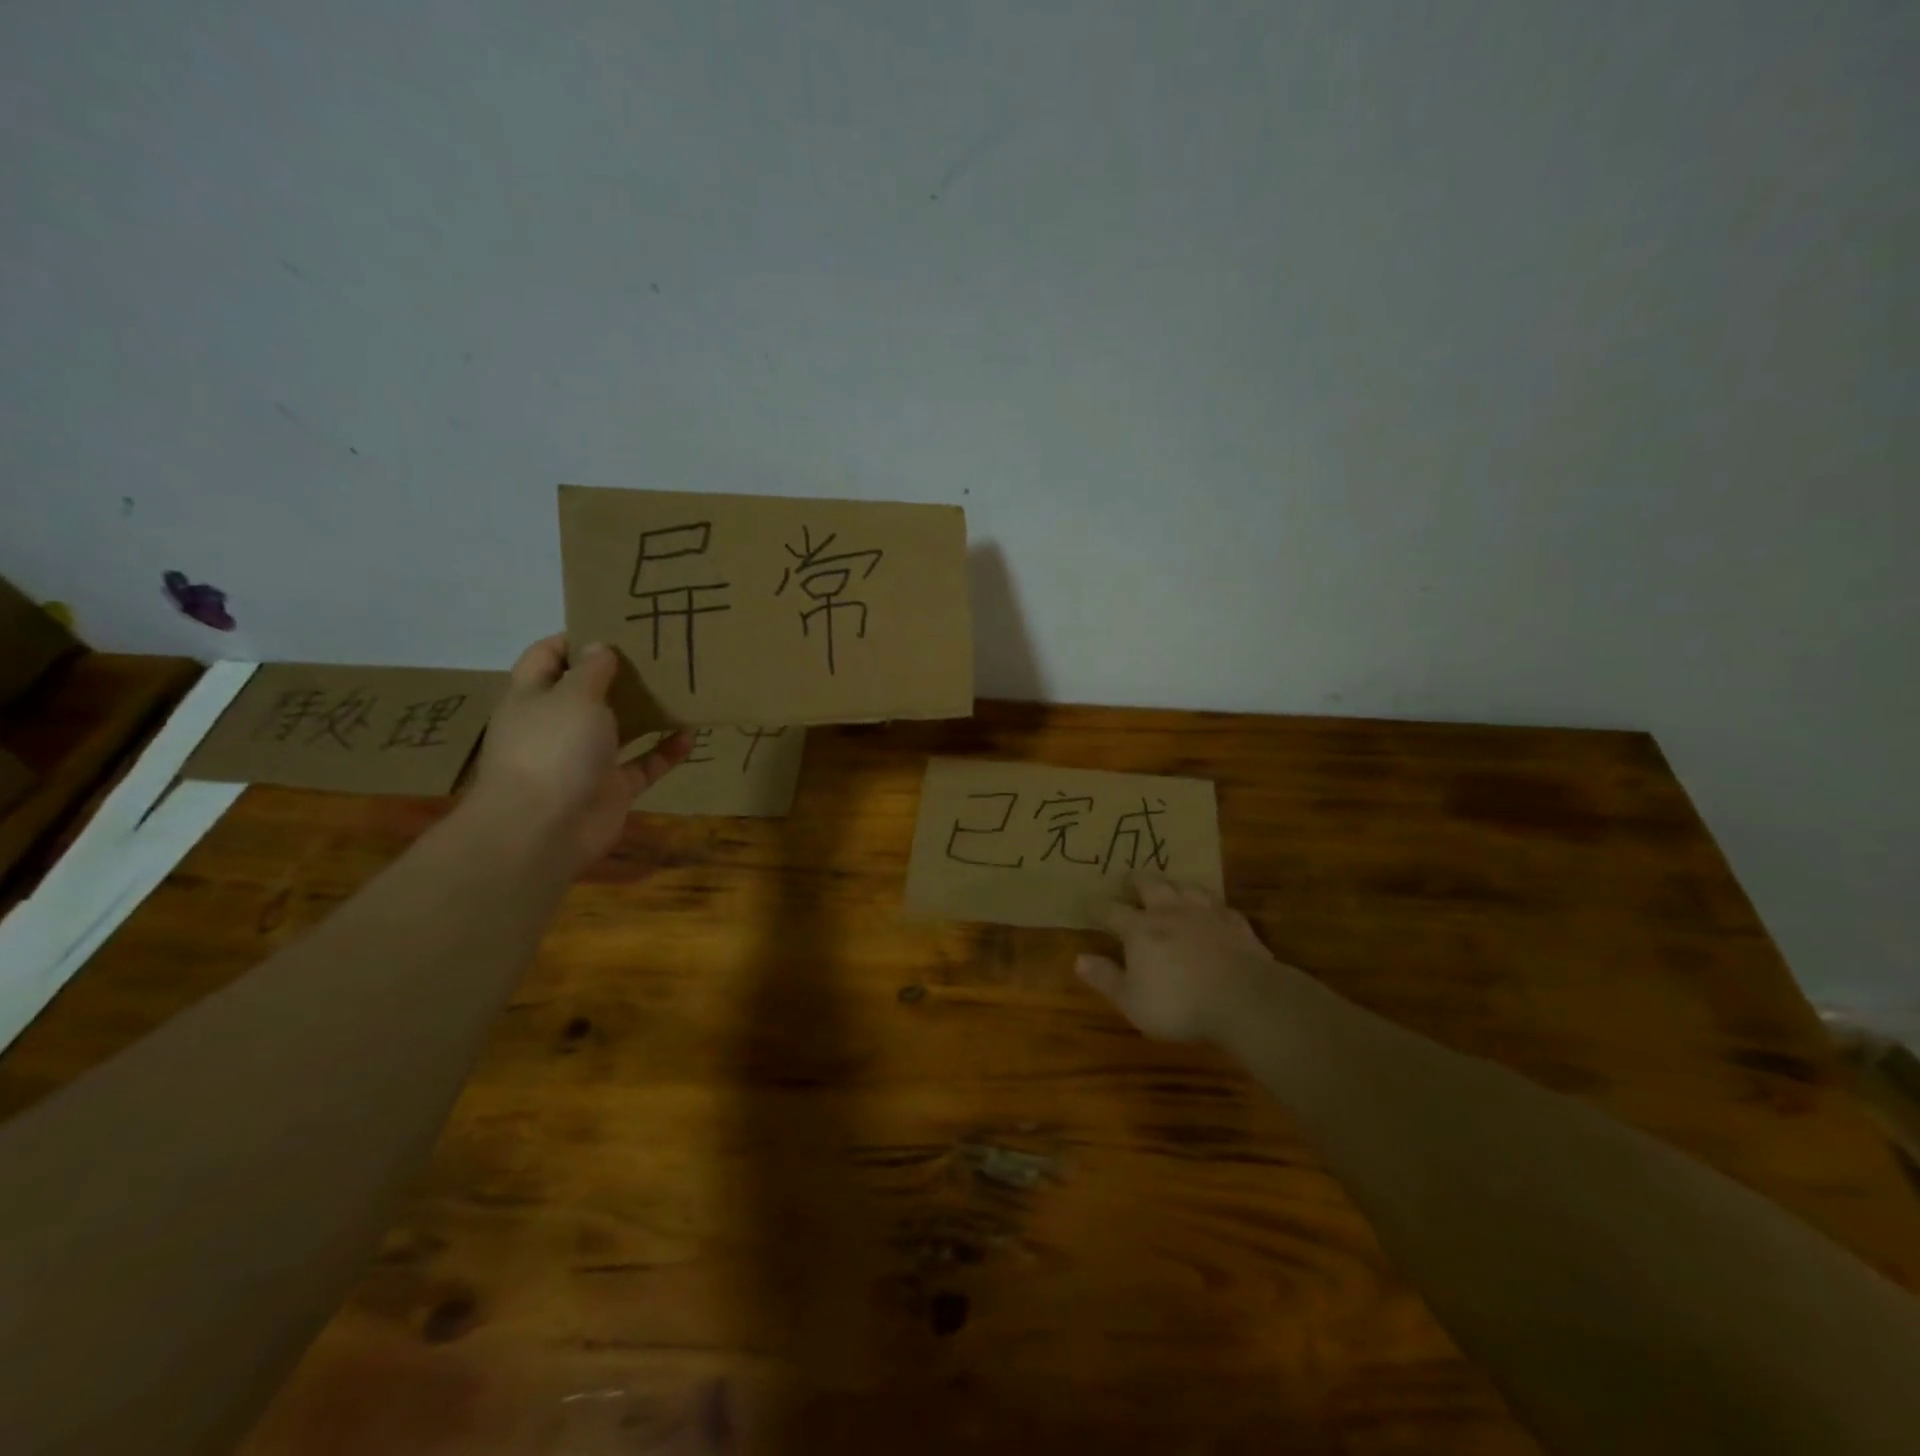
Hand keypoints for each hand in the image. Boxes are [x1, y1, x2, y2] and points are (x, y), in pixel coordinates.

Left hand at [467, 637, 689, 871]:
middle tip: (657, 653)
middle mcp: (557, 725)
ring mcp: (585, 759)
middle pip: (587, 692)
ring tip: (680, 688)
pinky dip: (666, 751)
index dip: (574, 638)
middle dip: (618, 674)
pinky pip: (644, 764)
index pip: (547, 656)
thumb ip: (592, 671)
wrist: (544, 829)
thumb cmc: (552, 749)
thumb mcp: (573, 697)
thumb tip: (600, 647)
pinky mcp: (612, 788)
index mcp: (533, 697)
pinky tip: (690, 734)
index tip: (613, 625)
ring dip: (646, 712)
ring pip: (620, 728)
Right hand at [1077, 873, 1281, 1042]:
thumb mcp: (1132, 1001)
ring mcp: (1205, 913)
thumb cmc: (1179, 1004)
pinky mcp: (1235, 923)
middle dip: (1135, 881)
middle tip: (1128, 880)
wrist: (1244, 999)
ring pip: (1185, 887)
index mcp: (1140, 929)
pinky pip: (1219, 905)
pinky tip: (1211, 909)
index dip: (1097, 906)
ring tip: (1169, 886)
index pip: (1111, 910)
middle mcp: (1170, 912)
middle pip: (1149, 885)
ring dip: (1173, 885)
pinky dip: (1210, 904)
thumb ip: (1105, 978)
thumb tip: (1078, 959)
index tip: (1088, 902)